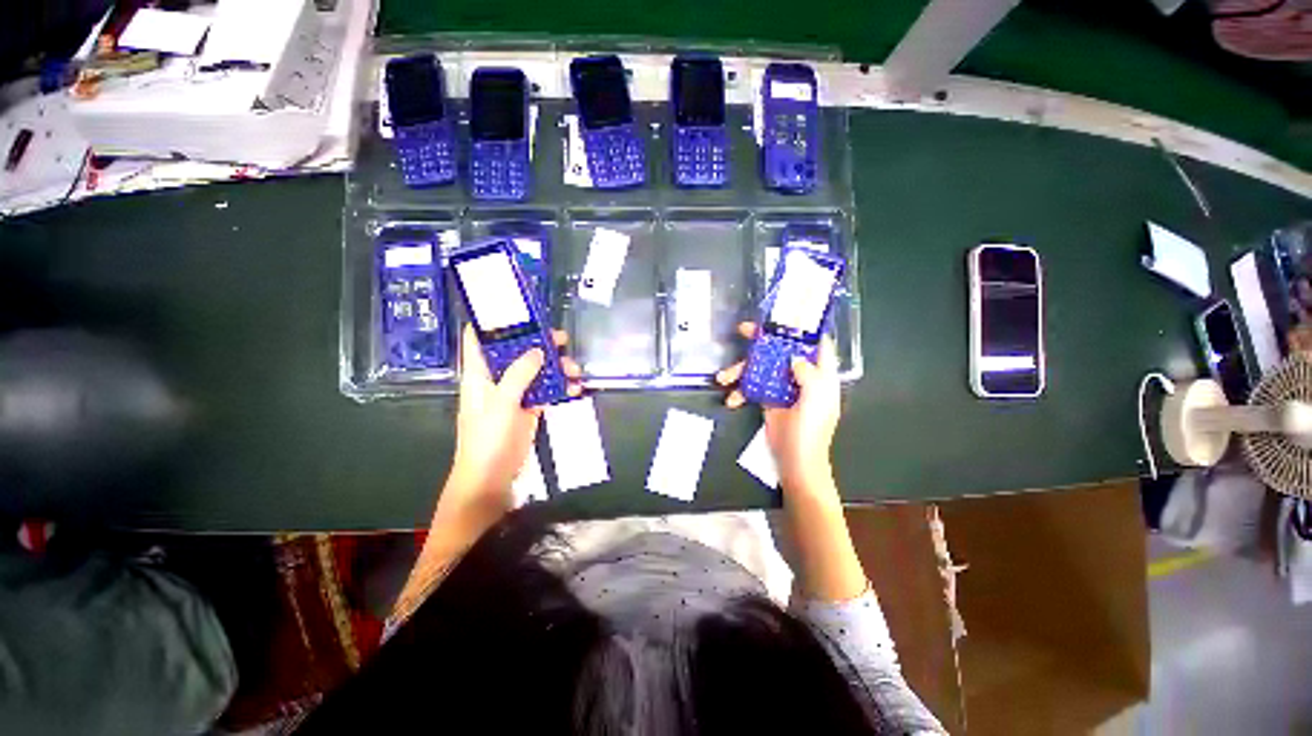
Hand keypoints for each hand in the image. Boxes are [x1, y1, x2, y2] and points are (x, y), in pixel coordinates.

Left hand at [448, 325, 581, 510]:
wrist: (492, 478)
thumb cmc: (488, 439)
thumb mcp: (502, 403)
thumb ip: (519, 373)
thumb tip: (539, 350)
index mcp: (480, 373)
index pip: (479, 339)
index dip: (493, 322)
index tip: (517, 309)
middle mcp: (496, 379)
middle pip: (517, 352)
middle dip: (539, 343)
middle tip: (562, 339)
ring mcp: (514, 394)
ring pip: (536, 370)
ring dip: (556, 367)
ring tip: (575, 371)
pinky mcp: (529, 408)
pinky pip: (546, 390)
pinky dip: (560, 387)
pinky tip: (575, 389)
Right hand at [716, 322, 840, 493]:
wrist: (795, 461)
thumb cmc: (810, 431)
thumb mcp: (816, 402)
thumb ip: (809, 375)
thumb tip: (793, 357)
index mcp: (820, 375)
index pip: (817, 344)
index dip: (804, 328)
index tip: (785, 316)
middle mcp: (801, 377)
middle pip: (781, 350)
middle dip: (761, 340)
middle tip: (743, 330)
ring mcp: (781, 387)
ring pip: (761, 367)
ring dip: (740, 370)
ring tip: (723, 378)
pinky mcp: (767, 399)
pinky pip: (751, 387)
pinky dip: (740, 391)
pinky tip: (732, 399)